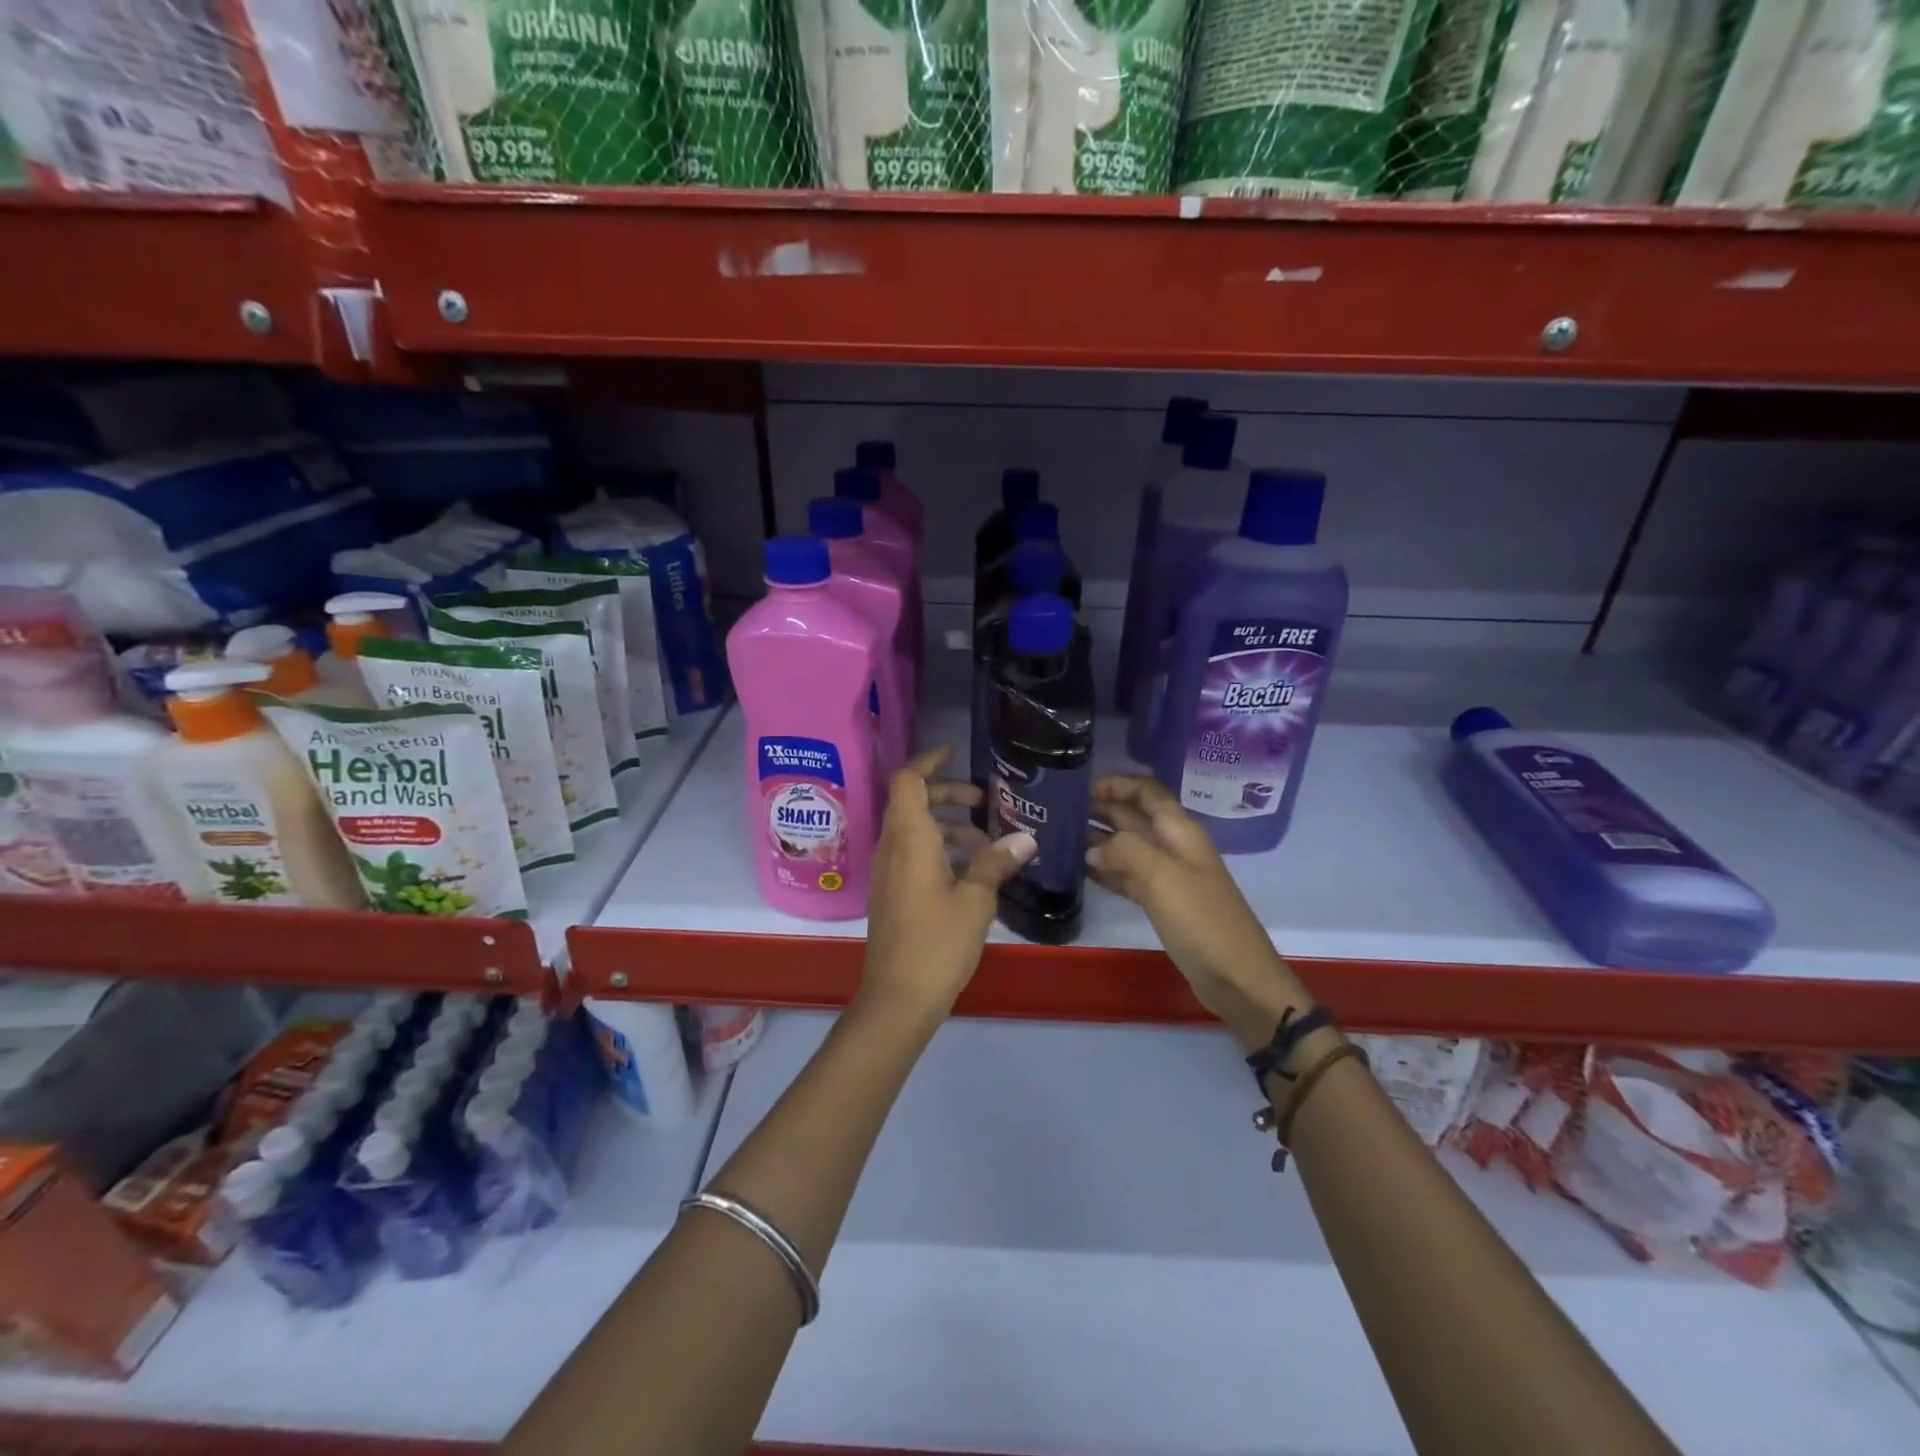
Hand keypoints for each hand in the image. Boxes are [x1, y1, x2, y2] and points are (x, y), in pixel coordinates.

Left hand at [860, 747, 1036, 1026]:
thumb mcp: (975, 900)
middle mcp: (891, 848)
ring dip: (947, 827)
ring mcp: (888, 872)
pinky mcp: (891, 894)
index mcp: (909, 839)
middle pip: (912, 803)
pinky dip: (939, 850)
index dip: (928, 762)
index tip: (954, 754)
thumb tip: (1026, 838)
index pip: (908, 781)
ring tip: (987, 843)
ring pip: (914, 831)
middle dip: (947, 795)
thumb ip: (996, 863)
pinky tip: (970, 872)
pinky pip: (912, 855)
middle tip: (983, 802)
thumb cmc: (937, 942)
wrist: (897, 998)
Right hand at [1085, 775, 1307, 1046]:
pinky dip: (1106, 871)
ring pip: (1129, 847)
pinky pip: (1129, 877)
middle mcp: (1174, 847)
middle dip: (1101, 809)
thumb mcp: (1162, 877)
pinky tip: (1080, 871)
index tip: (1080, 785)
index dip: (1117, 783)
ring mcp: (1169, 877)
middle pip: (1135, 817)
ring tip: (1061, 836)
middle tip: (1060, 810)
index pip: (1147, 792)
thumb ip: (1125, 851)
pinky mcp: (1163, 904)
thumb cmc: (1202, 921)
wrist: (1237, 979)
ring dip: (1099, 840)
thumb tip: (1093, 848)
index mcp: (1180, 832)